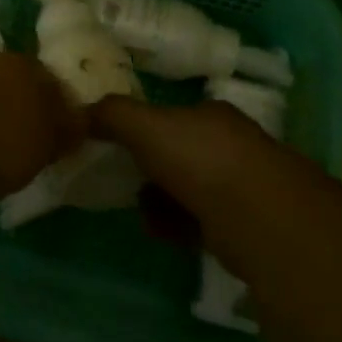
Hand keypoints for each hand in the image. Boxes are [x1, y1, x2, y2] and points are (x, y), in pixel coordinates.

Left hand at [0, 54, 86, 202]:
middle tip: (36, 143)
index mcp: (28, 64)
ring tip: (5, 151)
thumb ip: (65, 130)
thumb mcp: (46, 144)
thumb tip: (77, 122)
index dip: (62, 110)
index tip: (63, 136)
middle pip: (22, 86)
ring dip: (0, 116)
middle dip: (30, 109)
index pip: (55, 83)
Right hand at [89, 97, 296, 260]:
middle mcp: (231, 143)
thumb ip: (112, 115)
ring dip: (162, 198)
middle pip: (182, 151)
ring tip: (140, 210)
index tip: (120, 143)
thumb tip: (83, 110)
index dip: (145, 127)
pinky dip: (178, 224)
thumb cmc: (199, 160)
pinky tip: (160, 232)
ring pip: (191, 187)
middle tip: (125, 179)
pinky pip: (201, 221)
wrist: (259, 219)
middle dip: (152, 166)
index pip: (173, 115)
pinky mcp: (246, 226)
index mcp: (211, 114)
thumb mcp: (145, 127)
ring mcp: (243, 185)